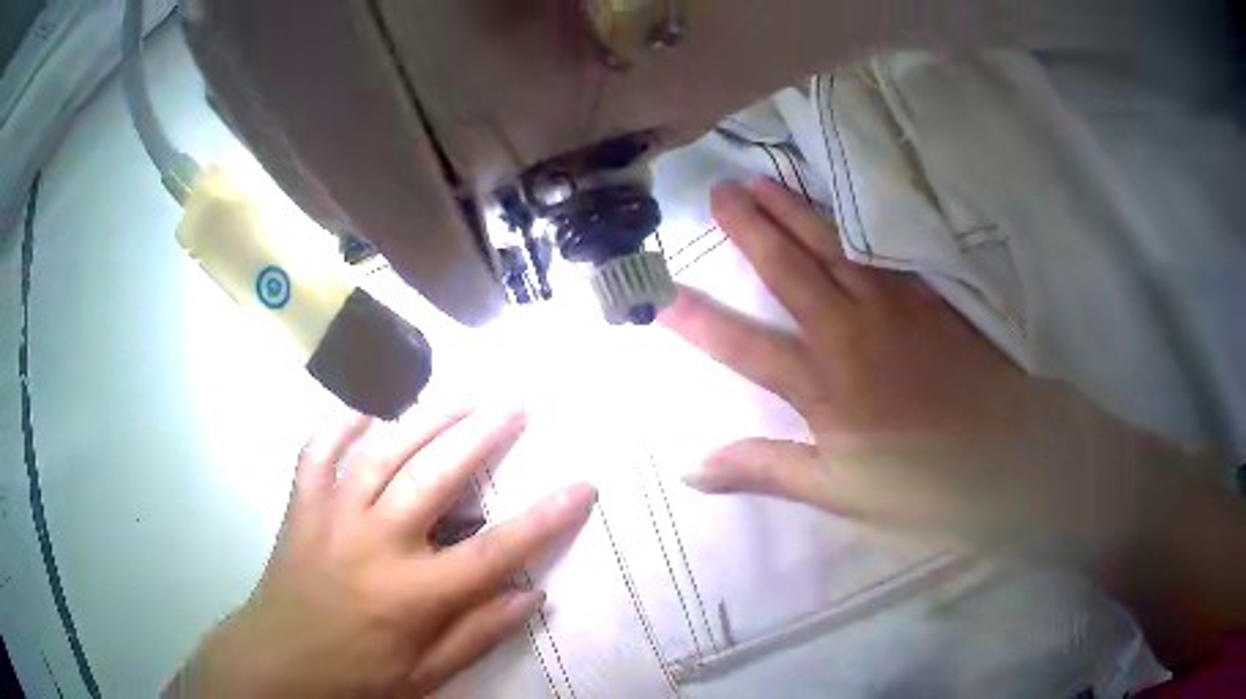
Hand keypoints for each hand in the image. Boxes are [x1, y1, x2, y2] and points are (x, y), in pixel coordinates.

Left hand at [168, 407, 595, 697]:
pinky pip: (318, 451)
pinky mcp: (301, 506)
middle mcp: (373, 543)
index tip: (582, 484)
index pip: (494, 552)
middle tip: (518, 403)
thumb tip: (534, 595)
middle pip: (437, 477)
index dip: (544, 518)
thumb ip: (478, 634)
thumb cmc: (356, 677)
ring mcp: (331, 516)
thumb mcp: (425, 674)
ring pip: (383, 451)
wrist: (276, 663)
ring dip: (427, 418)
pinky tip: (366, 409)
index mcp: (411, 595)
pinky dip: (340, 424)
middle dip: (484, 435)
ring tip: (462, 394)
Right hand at [662, 180, 1191, 561]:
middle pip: (790, 271)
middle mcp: (852, 331)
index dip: (696, 321)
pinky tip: (842, 201)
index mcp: (826, 386)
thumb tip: (691, 468)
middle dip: (747, 230)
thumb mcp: (841, 492)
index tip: (656, 293)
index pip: (745, 348)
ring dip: (793, 210)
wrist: (1012, 454)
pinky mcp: (930, 293)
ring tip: (759, 180)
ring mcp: (895, 304)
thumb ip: (767, 470)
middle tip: (715, 192)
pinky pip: (883, 246)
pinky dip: (855, 219)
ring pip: (832, 244)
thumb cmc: (926, 482)